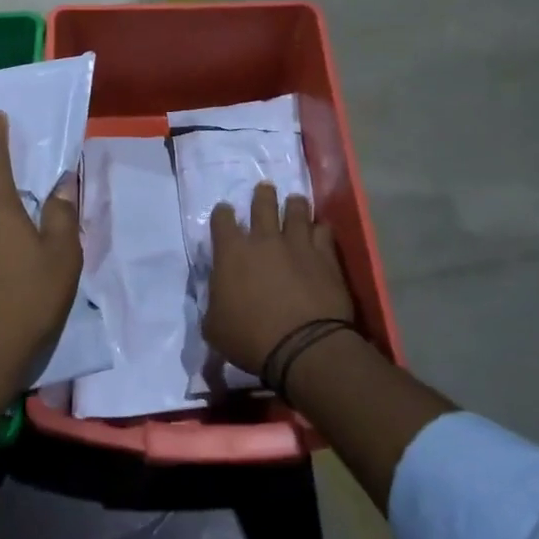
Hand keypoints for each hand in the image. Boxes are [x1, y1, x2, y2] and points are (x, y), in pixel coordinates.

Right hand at [203, 185, 353, 375]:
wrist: (304, 347)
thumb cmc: (251, 339)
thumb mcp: (214, 327)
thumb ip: (213, 304)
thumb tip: (217, 298)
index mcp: (231, 253)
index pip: (222, 219)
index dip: (222, 214)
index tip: (225, 214)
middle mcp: (263, 240)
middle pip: (263, 203)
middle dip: (262, 195)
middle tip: (265, 190)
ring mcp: (297, 244)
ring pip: (297, 210)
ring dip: (294, 205)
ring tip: (295, 203)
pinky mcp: (325, 256)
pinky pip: (323, 231)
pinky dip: (319, 229)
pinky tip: (319, 231)